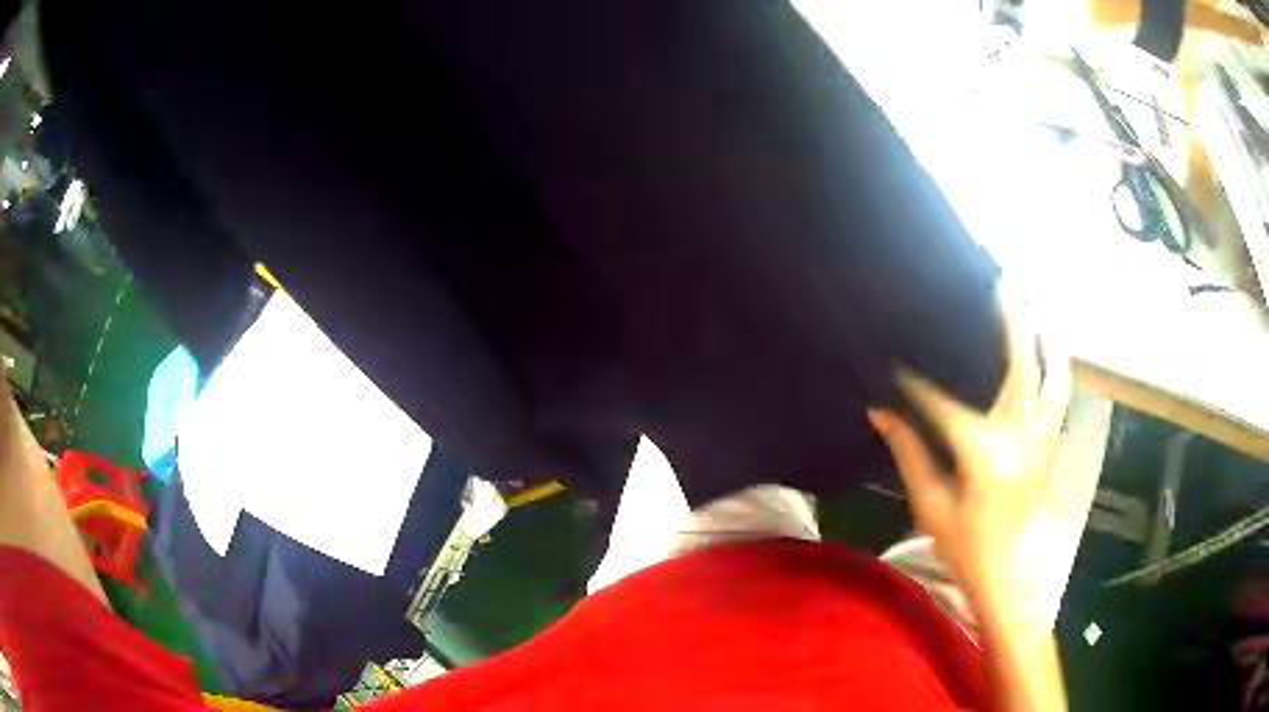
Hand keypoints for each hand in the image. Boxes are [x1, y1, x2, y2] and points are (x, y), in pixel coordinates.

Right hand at [867, 305, 1069, 604]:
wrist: (1006, 571)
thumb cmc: (964, 545)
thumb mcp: (931, 504)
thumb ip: (909, 453)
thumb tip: (879, 412)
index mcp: (983, 456)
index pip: (947, 404)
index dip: (918, 380)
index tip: (898, 356)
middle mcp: (1019, 438)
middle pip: (1019, 367)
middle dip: (1011, 321)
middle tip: (1002, 281)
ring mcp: (1041, 439)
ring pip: (1051, 375)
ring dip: (1043, 335)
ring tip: (1033, 300)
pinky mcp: (1049, 444)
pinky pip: (1060, 395)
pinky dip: (1057, 364)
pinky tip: (1050, 343)